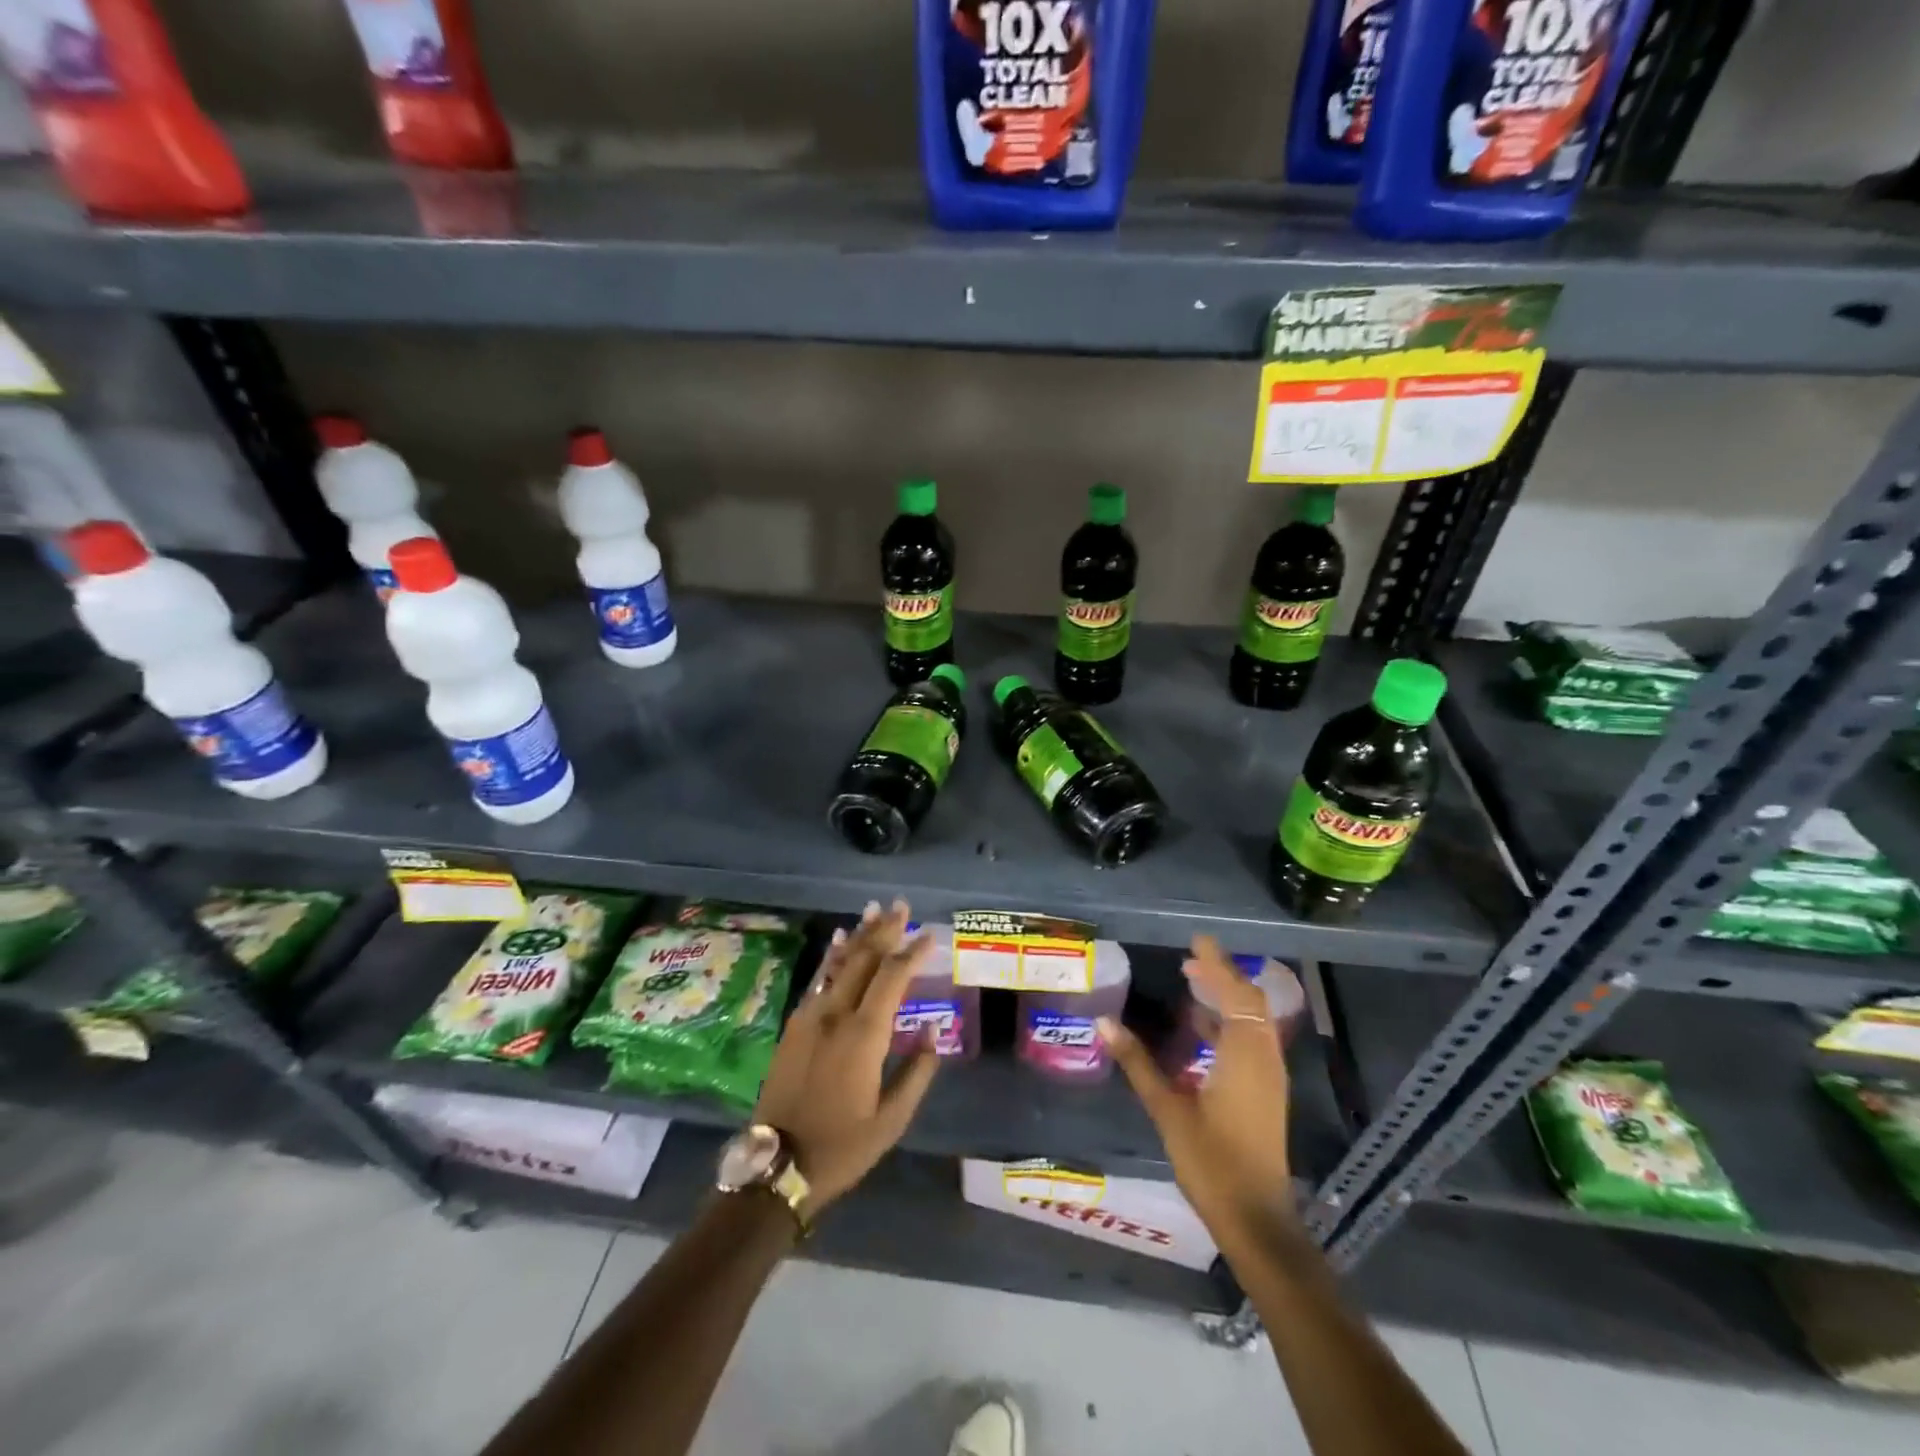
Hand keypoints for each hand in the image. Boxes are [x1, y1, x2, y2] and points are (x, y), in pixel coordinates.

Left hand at [753, 900, 940, 1214]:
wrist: (777, 1166)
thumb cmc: (842, 1146)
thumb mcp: (892, 1119)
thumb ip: (917, 1072)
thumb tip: (935, 1032)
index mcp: (864, 1035)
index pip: (893, 977)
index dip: (912, 952)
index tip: (930, 934)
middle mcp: (835, 1014)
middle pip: (864, 959)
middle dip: (885, 930)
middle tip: (902, 905)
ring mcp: (810, 1016)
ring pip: (839, 963)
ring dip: (859, 935)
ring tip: (873, 910)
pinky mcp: (794, 1025)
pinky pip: (818, 980)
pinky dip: (833, 957)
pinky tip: (839, 942)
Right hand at [1098, 935, 1296, 1250]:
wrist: (1256, 1220)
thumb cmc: (1212, 1163)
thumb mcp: (1168, 1110)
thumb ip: (1138, 1063)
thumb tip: (1105, 1023)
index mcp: (1244, 1056)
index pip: (1235, 994)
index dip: (1217, 964)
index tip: (1197, 940)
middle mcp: (1263, 1059)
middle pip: (1250, 1003)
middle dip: (1222, 976)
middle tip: (1189, 959)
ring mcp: (1268, 1078)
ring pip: (1253, 1022)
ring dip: (1227, 998)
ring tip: (1193, 983)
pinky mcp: (1266, 1094)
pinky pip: (1251, 1041)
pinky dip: (1230, 1023)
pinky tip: (1201, 1029)